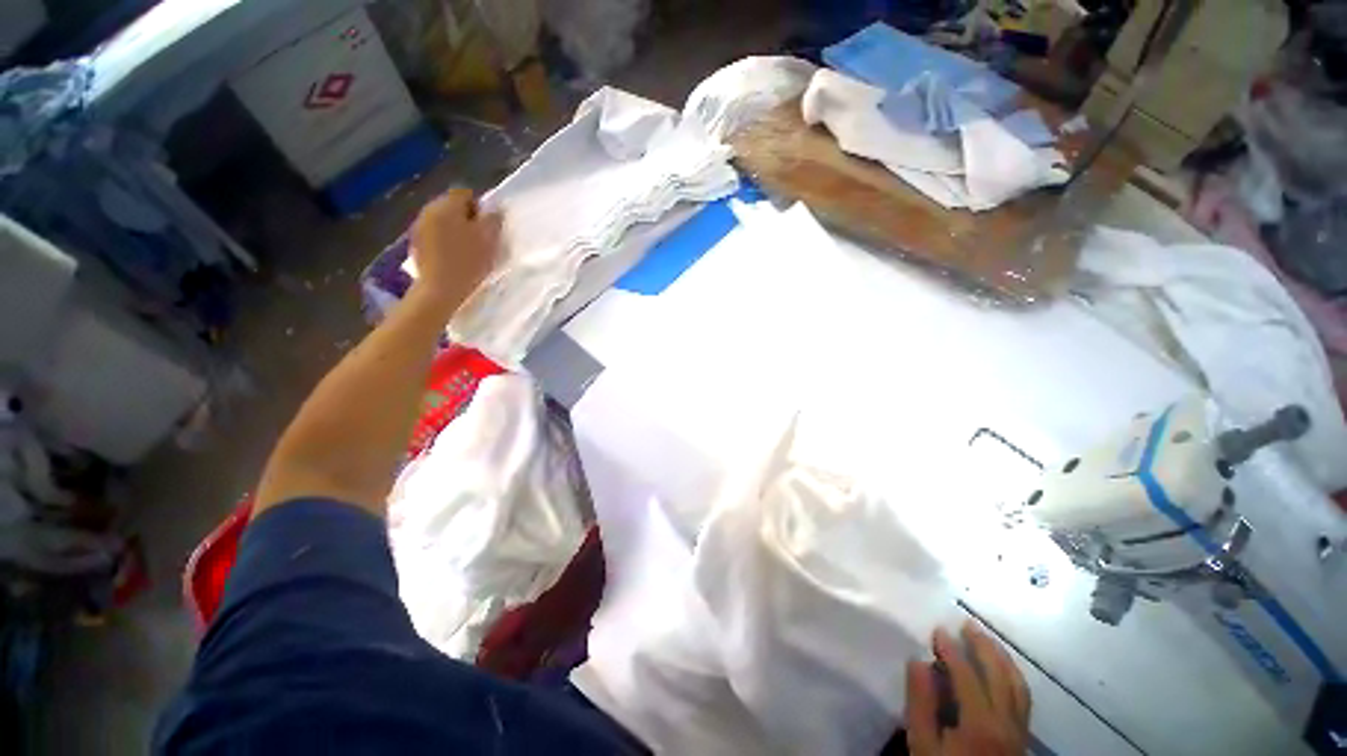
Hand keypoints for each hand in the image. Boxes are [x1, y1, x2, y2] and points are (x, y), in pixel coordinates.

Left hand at [409, 189, 501, 308]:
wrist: (440, 289)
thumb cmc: (468, 261)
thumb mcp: (490, 239)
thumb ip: (493, 220)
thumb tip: (494, 210)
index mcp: (447, 205)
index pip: (465, 194)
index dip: (480, 208)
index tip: (488, 228)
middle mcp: (429, 210)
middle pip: (451, 206)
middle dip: (466, 219)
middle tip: (481, 239)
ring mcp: (419, 226)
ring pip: (443, 221)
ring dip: (455, 230)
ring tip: (468, 250)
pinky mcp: (416, 244)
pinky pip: (434, 235)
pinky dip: (445, 241)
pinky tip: (454, 258)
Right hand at [905, 623, 1031, 755]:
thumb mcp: (922, 744)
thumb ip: (921, 704)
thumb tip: (918, 661)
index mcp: (980, 722)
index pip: (967, 675)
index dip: (951, 649)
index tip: (937, 629)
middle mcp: (1006, 722)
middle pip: (999, 675)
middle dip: (983, 646)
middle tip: (966, 623)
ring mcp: (1019, 730)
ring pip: (1017, 686)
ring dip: (1002, 658)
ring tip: (987, 639)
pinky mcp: (1022, 737)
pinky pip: (1023, 698)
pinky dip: (1013, 676)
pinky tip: (1003, 669)